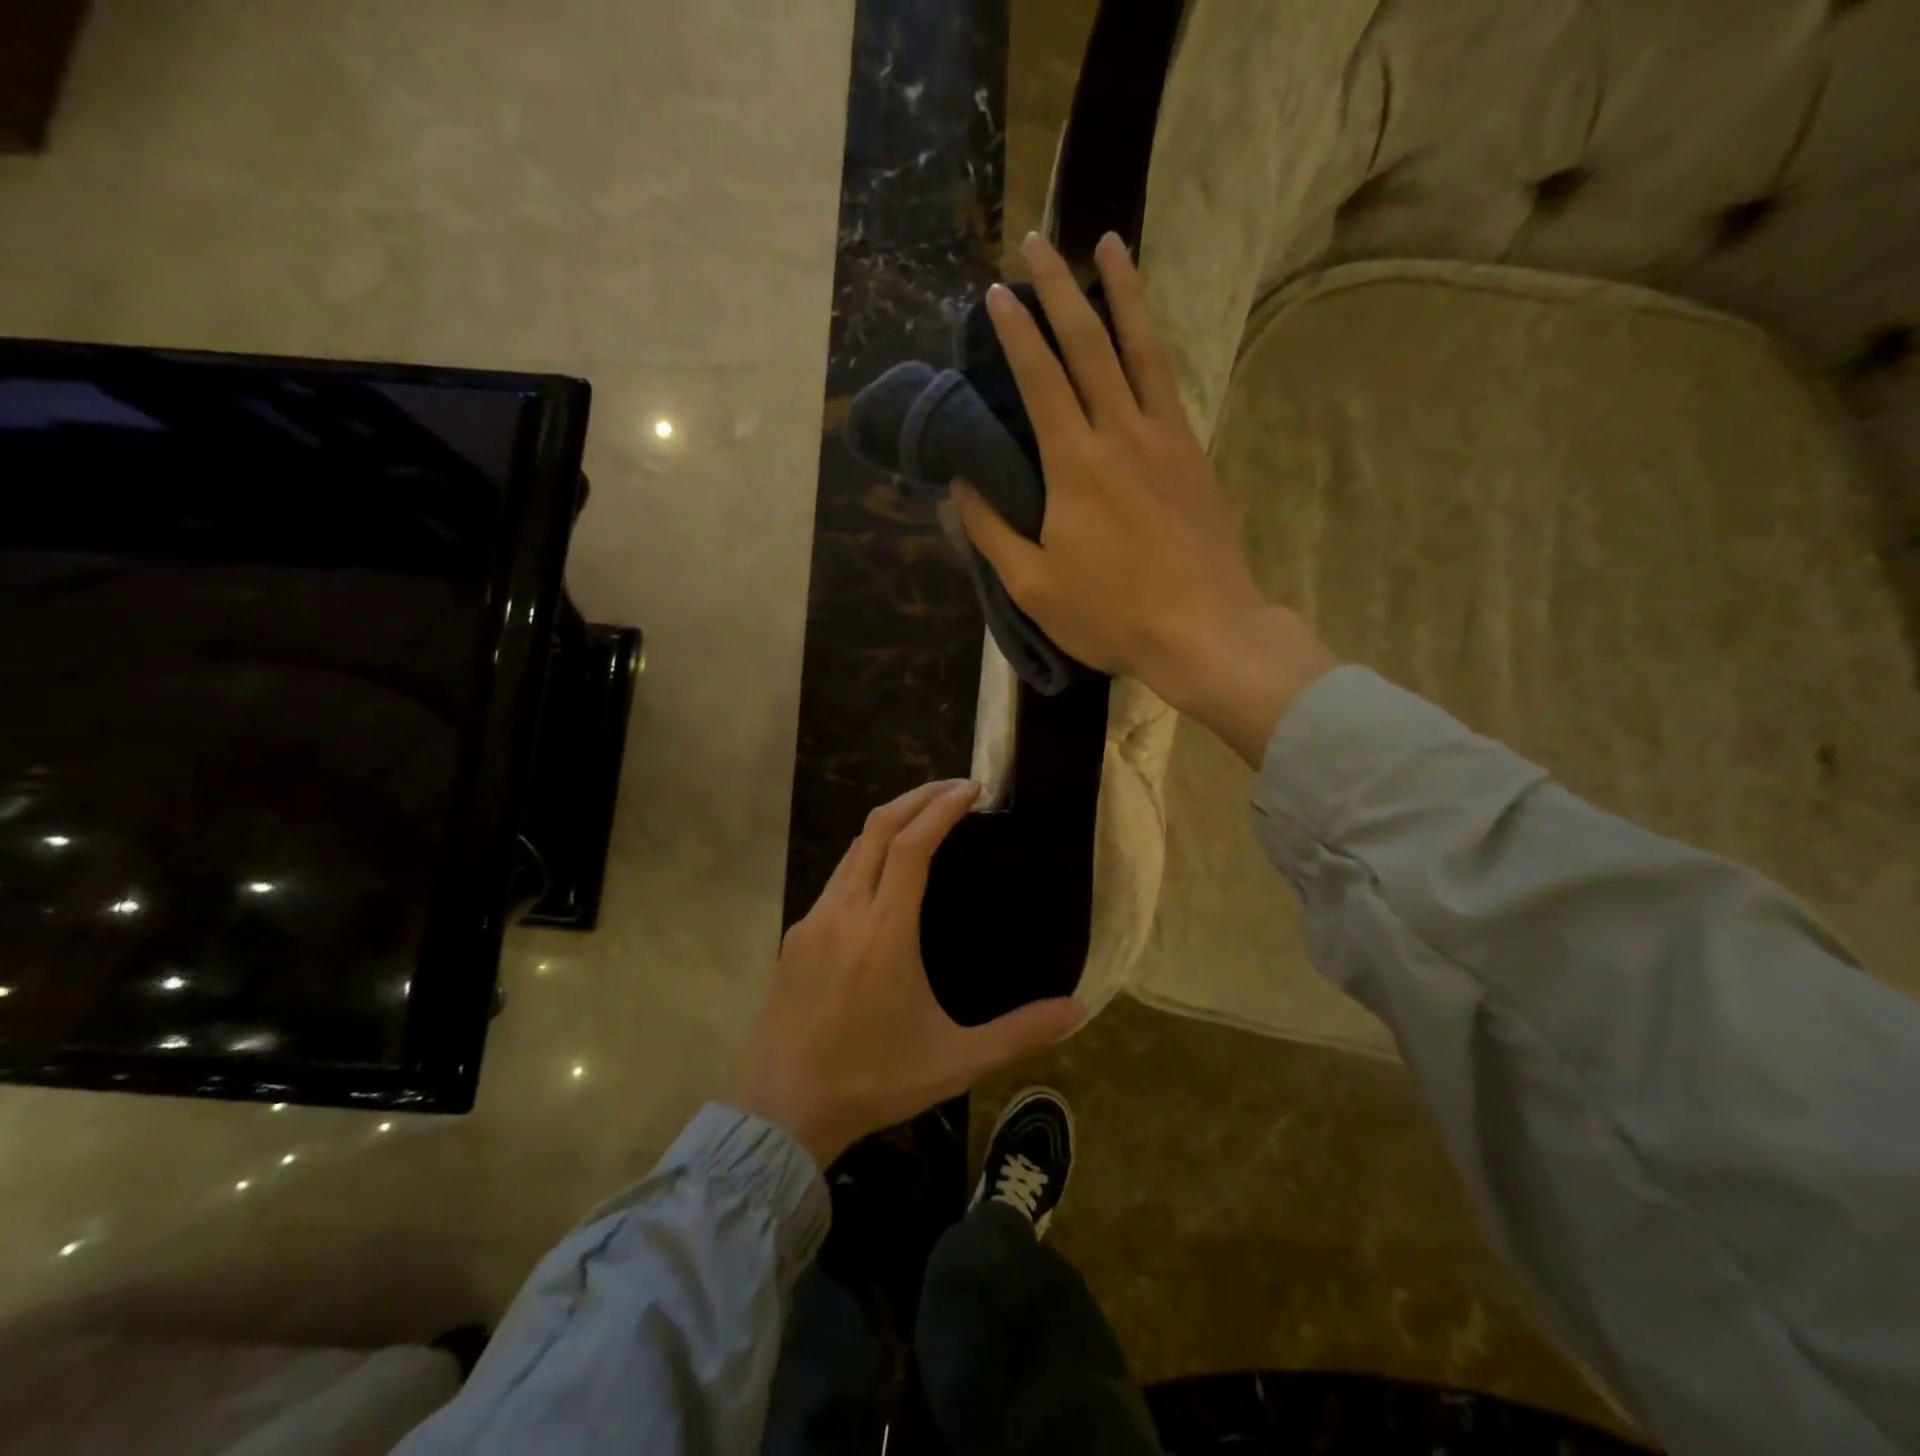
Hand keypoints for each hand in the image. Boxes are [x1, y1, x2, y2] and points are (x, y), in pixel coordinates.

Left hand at [733, 779, 1086, 1168]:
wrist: (782, 1111)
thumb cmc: (874, 1081)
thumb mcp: (956, 1060)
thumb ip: (1020, 1032)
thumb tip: (1079, 1009)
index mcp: (884, 932)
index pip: (913, 845)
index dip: (943, 808)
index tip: (973, 788)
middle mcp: (844, 912)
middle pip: (878, 829)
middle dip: (918, 798)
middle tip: (955, 789)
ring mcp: (812, 922)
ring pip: (853, 852)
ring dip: (890, 826)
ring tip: (926, 823)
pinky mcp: (794, 938)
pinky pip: (835, 881)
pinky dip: (866, 859)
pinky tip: (884, 881)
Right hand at [955, 232, 1336, 767]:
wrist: (1204, 630)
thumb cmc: (1111, 614)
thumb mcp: (1033, 585)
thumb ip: (991, 530)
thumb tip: (960, 484)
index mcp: (1075, 464)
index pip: (1040, 379)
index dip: (1015, 332)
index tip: (996, 292)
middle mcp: (1120, 433)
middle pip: (1088, 344)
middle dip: (1059, 288)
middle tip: (1039, 240)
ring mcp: (1165, 439)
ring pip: (1141, 348)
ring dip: (1123, 292)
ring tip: (1110, 243)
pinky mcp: (1193, 454)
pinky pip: (1170, 382)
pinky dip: (1154, 343)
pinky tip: (1147, 330)